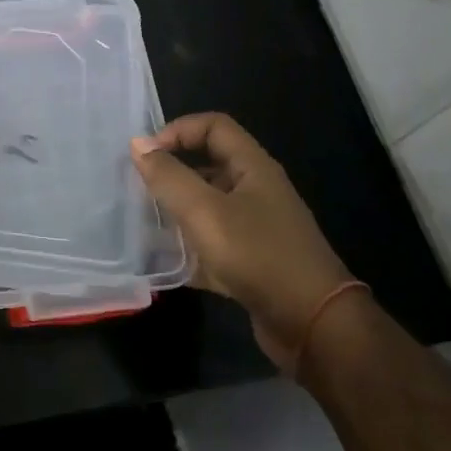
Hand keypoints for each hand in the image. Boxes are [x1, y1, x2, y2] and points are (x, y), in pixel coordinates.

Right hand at [130, 113, 353, 371]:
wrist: (312, 325)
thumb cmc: (258, 256)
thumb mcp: (205, 212)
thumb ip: (169, 177)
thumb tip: (138, 143)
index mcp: (253, 168)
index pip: (214, 126)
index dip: (178, 130)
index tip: (146, 155)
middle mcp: (256, 191)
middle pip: (208, 166)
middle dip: (171, 173)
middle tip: (137, 189)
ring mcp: (256, 228)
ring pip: (207, 207)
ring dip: (175, 212)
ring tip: (143, 224)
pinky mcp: (251, 262)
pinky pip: (212, 244)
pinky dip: (188, 249)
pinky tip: (163, 262)